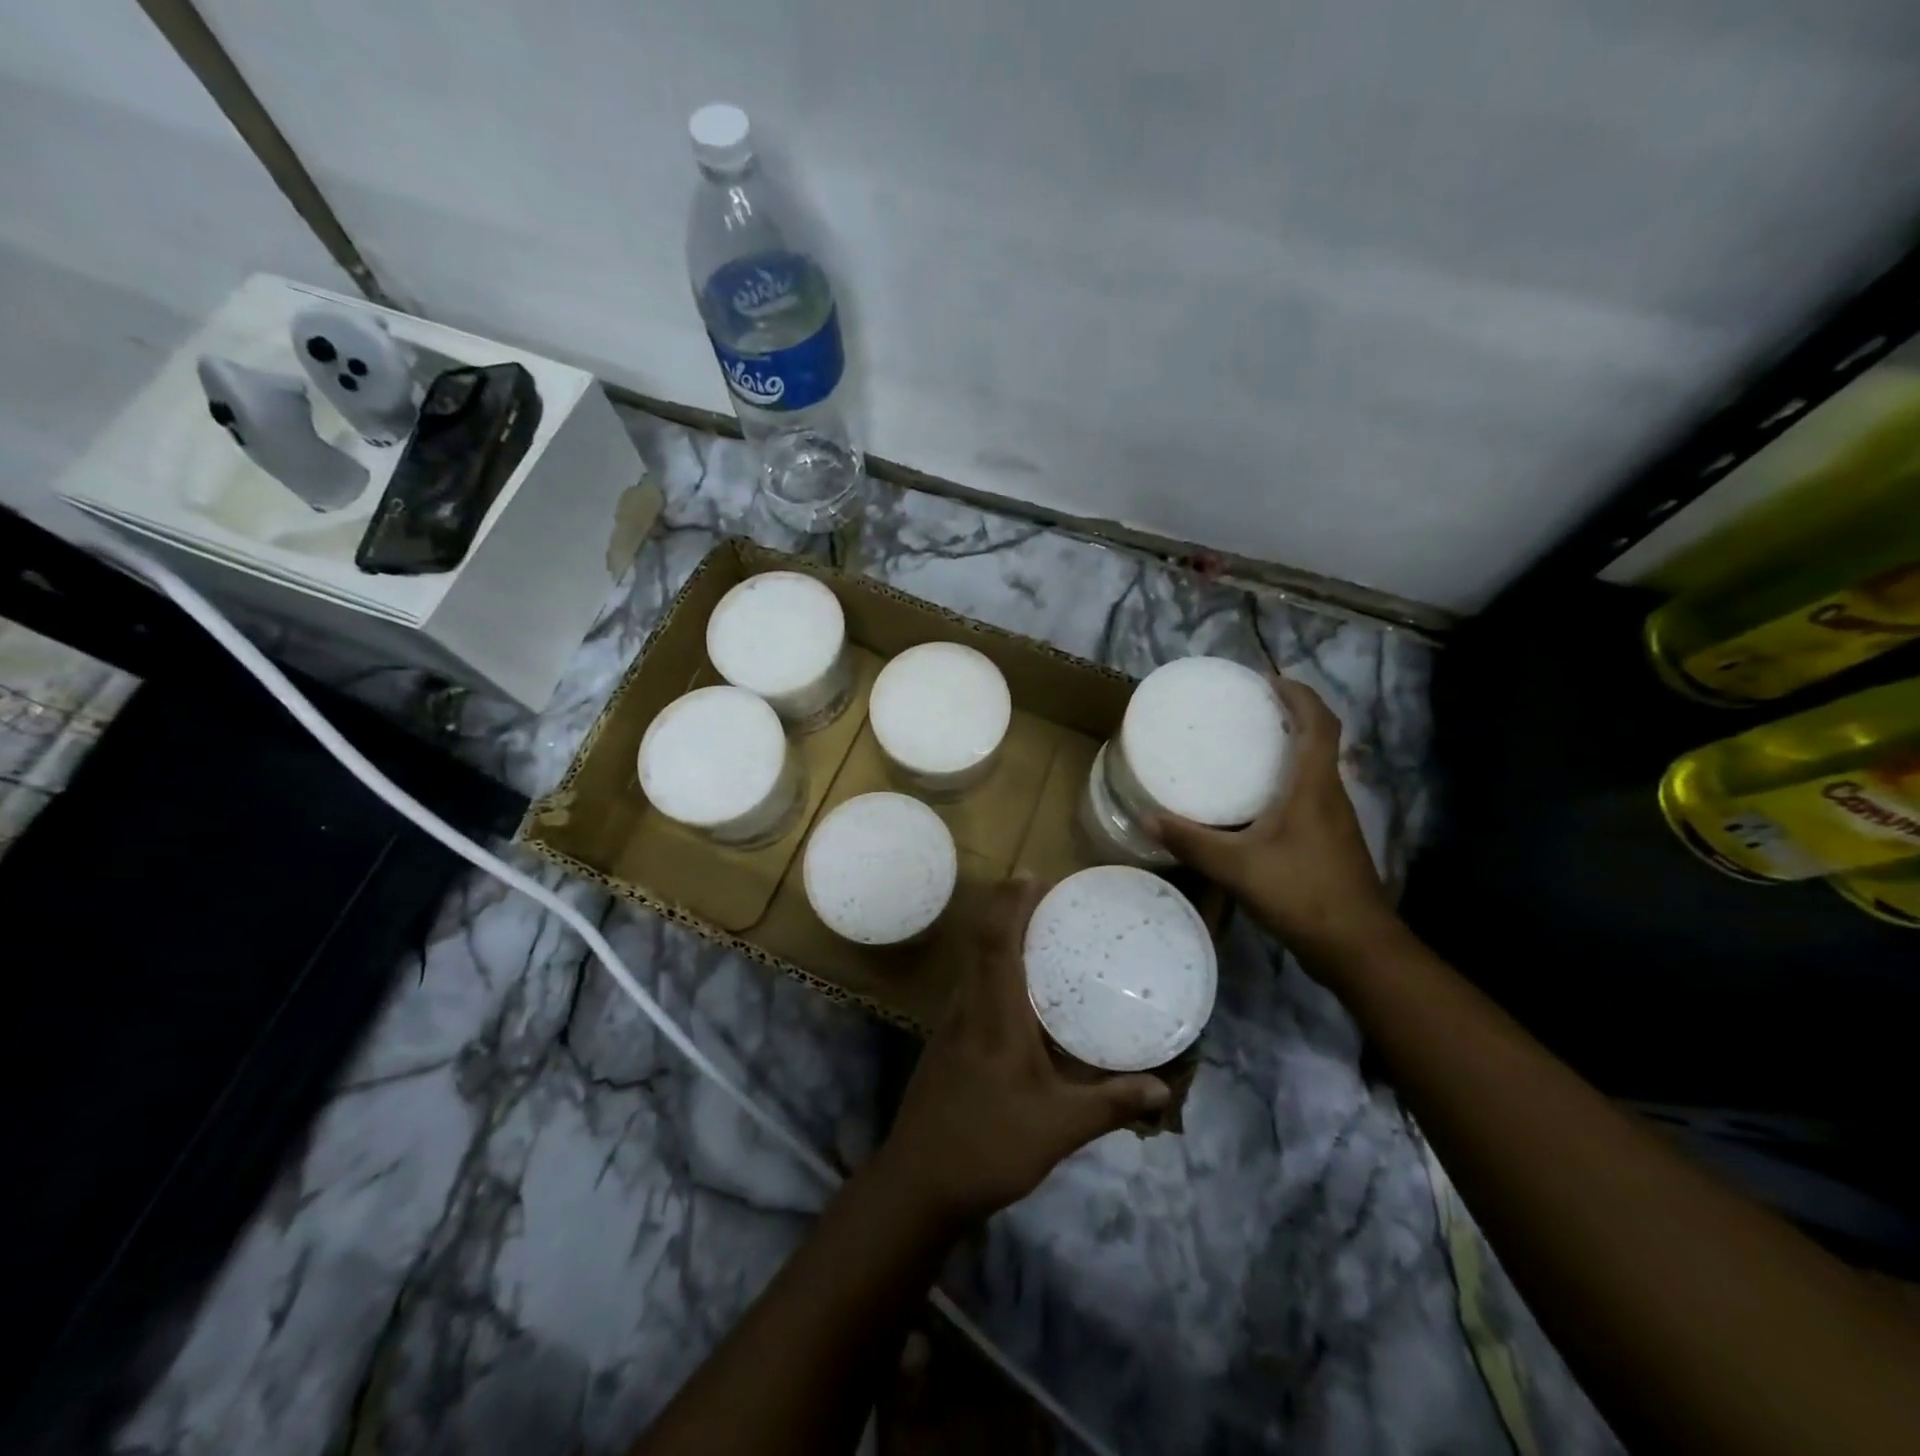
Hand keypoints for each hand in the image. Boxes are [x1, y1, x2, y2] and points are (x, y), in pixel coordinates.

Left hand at [874, 877, 1170, 1227]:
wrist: (920, 1182)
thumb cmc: (990, 1147)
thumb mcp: (1059, 1128)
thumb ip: (1111, 1104)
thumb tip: (1163, 1089)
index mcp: (994, 1016)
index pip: (996, 941)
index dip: (1012, 903)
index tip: (1035, 878)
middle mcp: (968, 1007)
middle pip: (980, 940)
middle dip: (1007, 908)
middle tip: (1046, 897)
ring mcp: (951, 1023)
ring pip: (972, 961)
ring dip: (998, 936)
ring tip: (1038, 933)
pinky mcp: (946, 1040)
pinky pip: (971, 985)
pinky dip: (993, 967)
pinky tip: (1019, 990)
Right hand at [1153, 674, 1399, 962]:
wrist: (1355, 946)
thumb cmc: (1301, 892)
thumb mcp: (1236, 866)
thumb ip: (1191, 841)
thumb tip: (1147, 818)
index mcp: (1315, 786)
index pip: (1319, 723)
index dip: (1299, 695)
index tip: (1268, 680)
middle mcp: (1331, 794)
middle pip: (1320, 740)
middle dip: (1291, 716)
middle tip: (1248, 710)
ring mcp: (1335, 820)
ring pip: (1316, 769)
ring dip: (1290, 749)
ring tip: (1247, 748)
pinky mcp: (1331, 842)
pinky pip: (1311, 795)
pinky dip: (1288, 782)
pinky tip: (1257, 803)